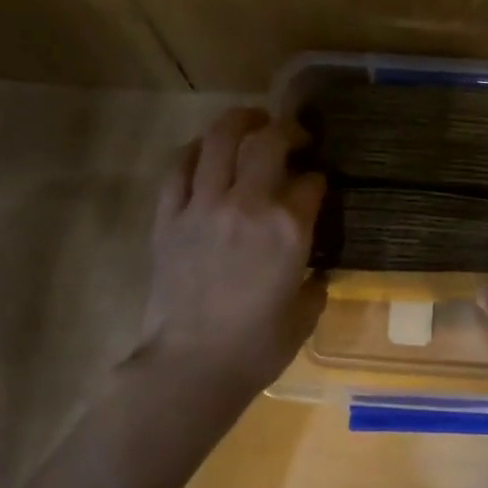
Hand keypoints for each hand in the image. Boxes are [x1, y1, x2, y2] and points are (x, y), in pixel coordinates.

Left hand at [136, 108, 325, 393]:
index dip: (319, 178)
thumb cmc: (257, 347)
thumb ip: (314, 281)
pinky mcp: (168, 218)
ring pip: (218, 141)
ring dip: (239, 121)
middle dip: (287, 131)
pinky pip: (178, 168)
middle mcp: (247, 204)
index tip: (319, 185)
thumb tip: (313, 268)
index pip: (311, 182)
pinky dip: (194, 151)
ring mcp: (202, 206)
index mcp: (288, 228)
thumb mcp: (305, 313)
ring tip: (251, 121)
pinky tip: (204, 150)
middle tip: (295, 137)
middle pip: (267, 142)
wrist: (191, 366)